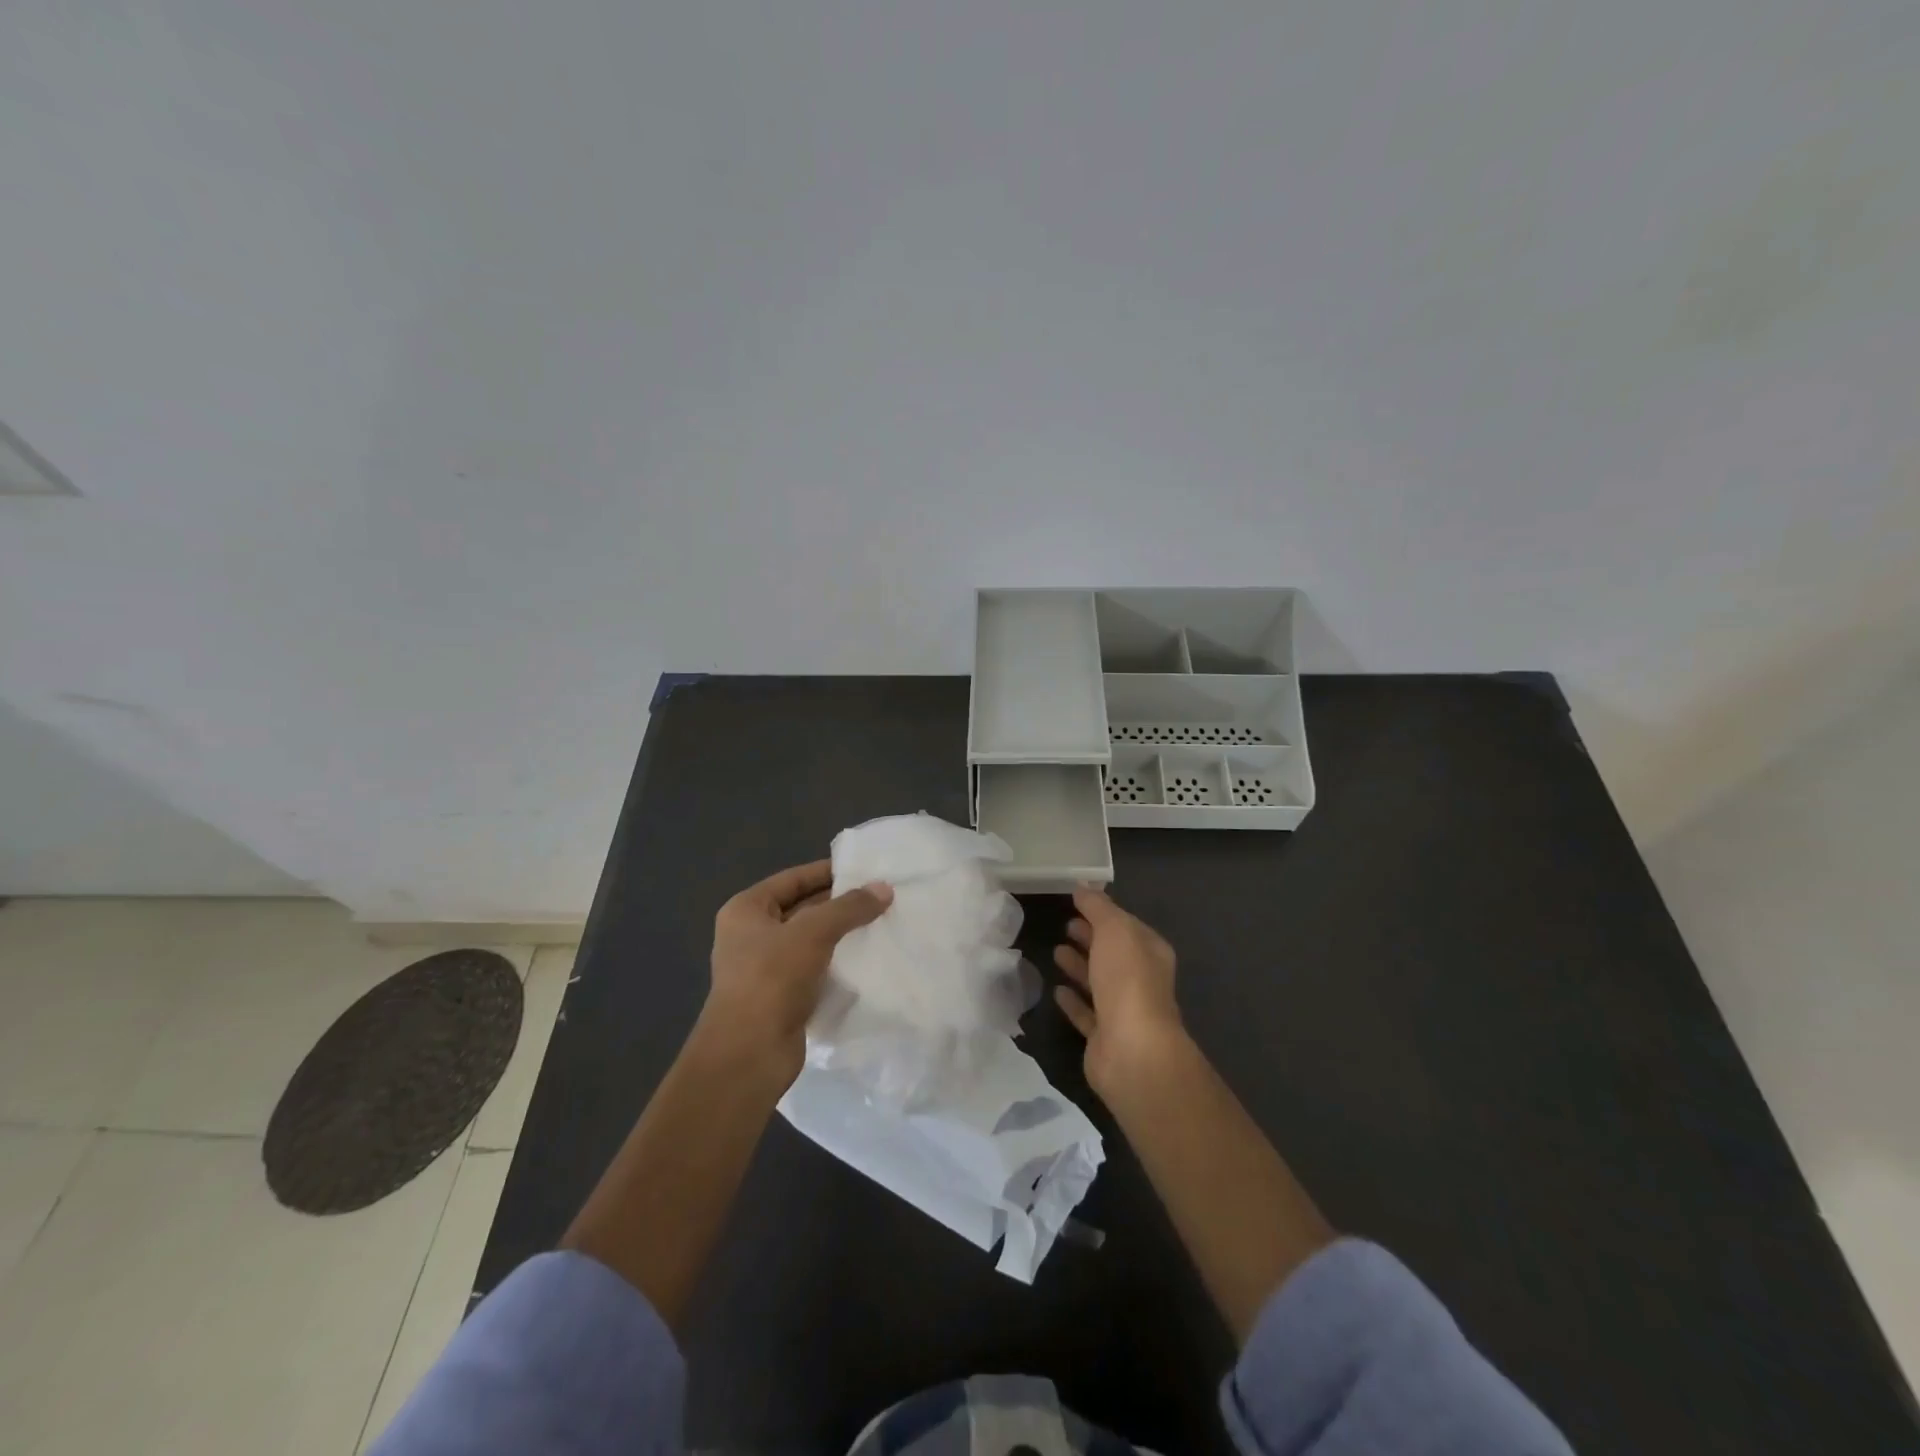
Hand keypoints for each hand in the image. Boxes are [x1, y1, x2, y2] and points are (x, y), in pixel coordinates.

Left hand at [706, 860, 892, 1083]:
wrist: (748, 1055)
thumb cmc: (772, 979)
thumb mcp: (813, 933)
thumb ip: (849, 907)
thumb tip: (884, 889)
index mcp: (746, 910)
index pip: (793, 879)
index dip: (828, 872)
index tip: (865, 869)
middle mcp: (751, 935)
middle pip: (803, 908)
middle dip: (840, 904)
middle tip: (882, 897)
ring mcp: (765, 968)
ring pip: (812, 941)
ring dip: (842, 935)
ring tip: (883, 923)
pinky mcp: (782, 997)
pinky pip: (816, 969)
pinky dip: (839, 963)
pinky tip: (869, 959)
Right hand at [1053, 885, 1184, 1095]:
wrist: (1132, 1049)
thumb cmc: (1127, 980)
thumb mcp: (1114, 930)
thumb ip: (1098, 907)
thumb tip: (1083, 886)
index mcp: (1150, 952)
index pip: (1126, 926)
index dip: (1104, 913)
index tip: (1077, 902)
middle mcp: (1141, 980)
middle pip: (1112, 953)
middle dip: (1091, 937)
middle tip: (1065, 924)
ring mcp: (1123, 1010)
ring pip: (1099, 982)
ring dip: (1079, 966)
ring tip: (1055, 951)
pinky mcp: (1104, 1037)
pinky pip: (1086, 1013)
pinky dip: (1073, 1000)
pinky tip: (1056, 990)